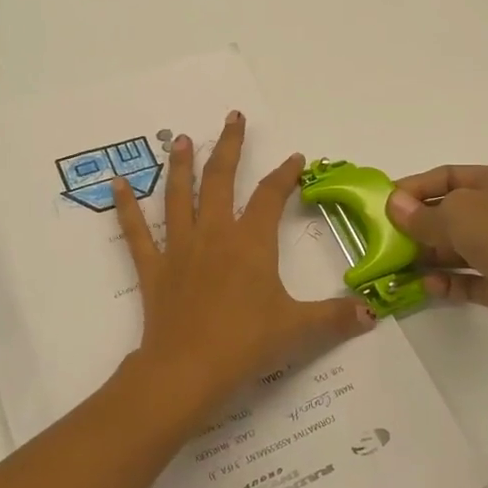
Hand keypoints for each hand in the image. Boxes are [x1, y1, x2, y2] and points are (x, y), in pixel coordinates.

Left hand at [114, 110, 374, 422]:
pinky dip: (125, 207)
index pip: (271, 197)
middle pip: (221, 180)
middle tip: (233, 118)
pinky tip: (115, 184)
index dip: (285, 175)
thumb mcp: (299, 330)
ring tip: (180, 139)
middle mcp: (214, 234)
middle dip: (230, 147)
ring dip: (180, 165)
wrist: (188, 369)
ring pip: (178, 196)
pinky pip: (135, 232)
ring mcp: (180, 248)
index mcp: (251, 242)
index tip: (295, 158)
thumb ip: (336, 318)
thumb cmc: (246, 344)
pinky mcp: (154, 268)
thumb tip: (372, 315)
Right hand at [388, 165, 487, 342]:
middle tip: (391, 237)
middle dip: (422, 224)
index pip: (450, 175)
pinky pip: (472, 278)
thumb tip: (395, 205)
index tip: (386, 203)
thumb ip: (420, 213)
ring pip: (463, 247)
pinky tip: (428, 286)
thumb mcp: (453, 213)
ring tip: (403, 265)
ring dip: (432, 255)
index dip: (416, 186)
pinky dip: (450, 281)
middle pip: (456, 213)